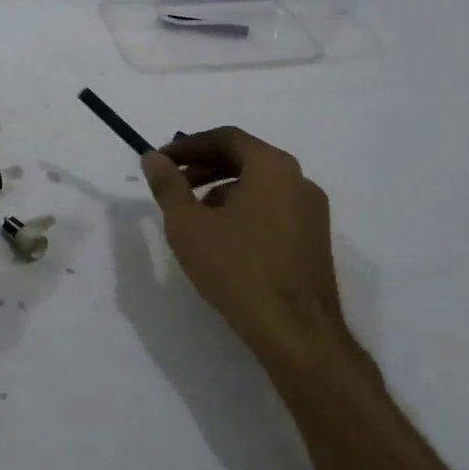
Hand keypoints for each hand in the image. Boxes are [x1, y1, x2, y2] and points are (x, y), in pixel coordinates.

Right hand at [141, 127, 365, 383]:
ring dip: (223, 189)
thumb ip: (168, 186)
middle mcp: (299, 180)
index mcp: (272, 167)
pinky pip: (275, 207)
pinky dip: (245, 208)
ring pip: (261, 185)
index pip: (227, 137)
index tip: (162, 160)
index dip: (189, 145)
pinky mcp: (315, 238)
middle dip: (205, 166)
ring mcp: (312, 211)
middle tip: (174, 182)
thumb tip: (153, 157)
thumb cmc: (238, 269)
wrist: (296, 331)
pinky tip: (224, 238)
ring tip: (194, 214)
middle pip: (246, 158)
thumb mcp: (189, 226)